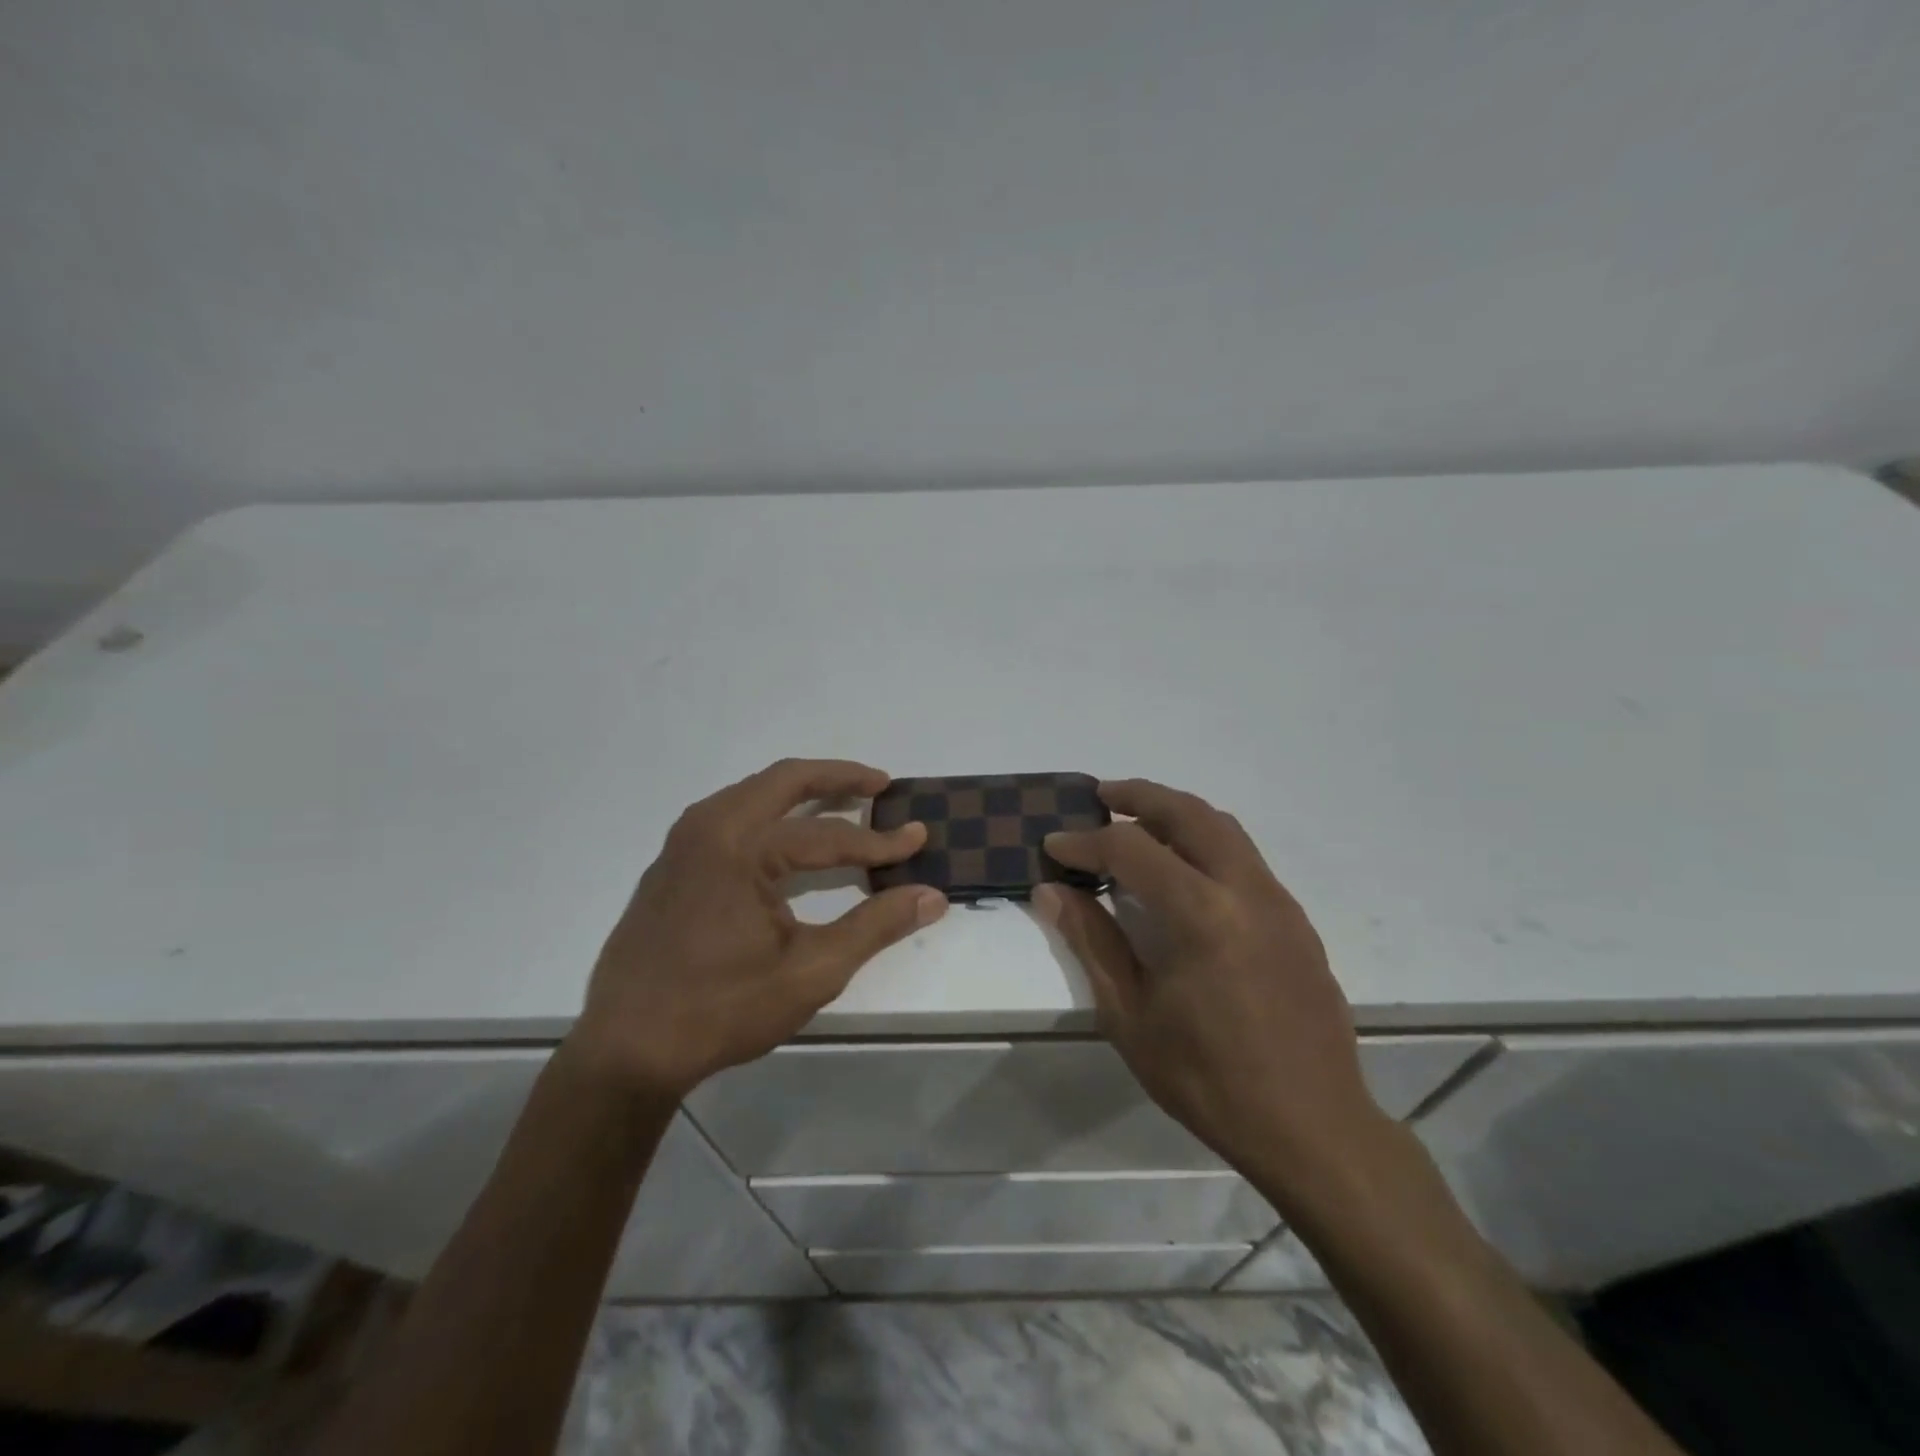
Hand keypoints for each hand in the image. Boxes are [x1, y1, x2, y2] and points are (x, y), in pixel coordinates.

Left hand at [570, 759, 946, 1100]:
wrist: (624, 1051)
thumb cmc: (721, 1009)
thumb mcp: (811, 971)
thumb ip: (875, 926)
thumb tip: (932, 896)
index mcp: (741, 846)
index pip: (828, 834)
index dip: (879, 840)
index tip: (918, 838)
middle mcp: (709, 827)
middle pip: (784, 780)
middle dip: (837, 777)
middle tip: (880, 784)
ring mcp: (682, 843)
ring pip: (753, 793)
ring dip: (800, 791)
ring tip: (841, 802)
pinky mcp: (671, 864)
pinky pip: (730, 816)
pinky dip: (769, 812)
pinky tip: (786, 838)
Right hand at [1034, 780, 1382, 1190]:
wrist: (1312, 1128)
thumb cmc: (1208, 1079)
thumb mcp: (1131, 1016)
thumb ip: (1092, 942)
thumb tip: (1051, 892)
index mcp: (1201, 915)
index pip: (1130, 849)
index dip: (1085, 842)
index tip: (1054, 846)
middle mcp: (1245, 891)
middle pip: (1188, 813)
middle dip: (1139, 796)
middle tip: (1100, 795)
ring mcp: (1278, 902)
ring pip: (1224, 827)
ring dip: (1176, 812)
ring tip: (1138, 820)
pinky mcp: (1295, 919)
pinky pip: (1244, 857)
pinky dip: (1205, 842)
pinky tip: (1183, 871)